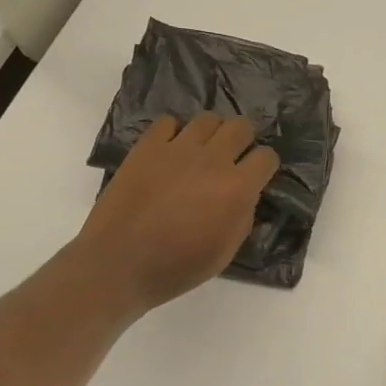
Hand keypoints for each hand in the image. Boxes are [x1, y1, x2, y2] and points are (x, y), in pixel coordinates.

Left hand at [74, 113, 279, 313]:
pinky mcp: (148, 145)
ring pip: (208, 119)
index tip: (256, 176)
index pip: (267, 157)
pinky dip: (174, 133)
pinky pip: (169, 122)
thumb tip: (246, 196)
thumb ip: (243, 217)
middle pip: (241, 126)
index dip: (264, 166)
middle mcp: (213, 159)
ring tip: (200, 152)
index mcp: (237, 188)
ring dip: (211, 134)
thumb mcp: (225, 252)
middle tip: (230, 159)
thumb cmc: (176, 267)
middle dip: (242, 140)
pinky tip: (170, 152)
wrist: (118, 263)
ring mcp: (178, 148)